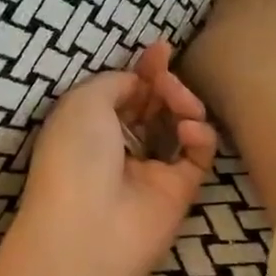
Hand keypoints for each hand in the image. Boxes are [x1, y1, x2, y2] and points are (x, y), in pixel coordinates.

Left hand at [8, 41, 216, 275]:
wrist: (89, 227)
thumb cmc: (76, 155)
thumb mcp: (83, 101)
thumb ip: (115, 82)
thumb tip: (138, 82)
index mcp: (87, 126)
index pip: (122, 92)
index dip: (142, 70)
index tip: (161, 48)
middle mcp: (118, 147)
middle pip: (152, 105)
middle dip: (164, 83)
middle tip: (167, 76)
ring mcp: (150, 169)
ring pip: (179, 124)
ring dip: (183, 103)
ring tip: (178, 101)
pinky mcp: (180, 189)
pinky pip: (199, 153)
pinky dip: (200, 135)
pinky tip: (189, 131)